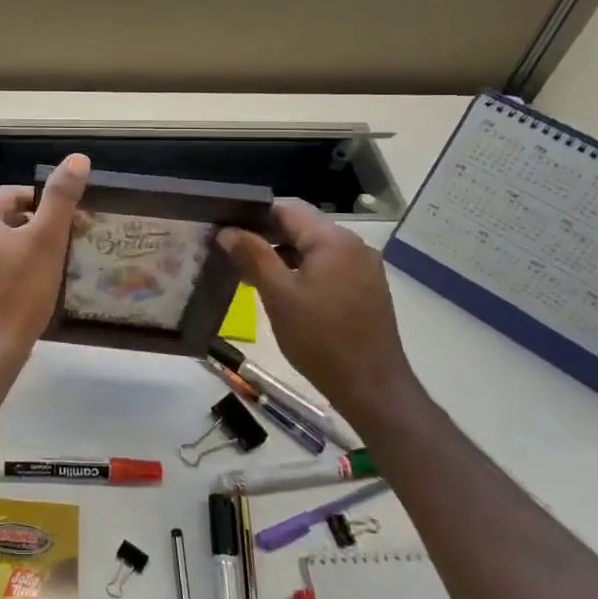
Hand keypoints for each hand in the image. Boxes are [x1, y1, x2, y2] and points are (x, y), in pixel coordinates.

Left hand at [0, 154, 89, 370]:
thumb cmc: (18, 292)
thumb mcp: (47, 240)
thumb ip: (61, 197)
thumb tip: (78, 158)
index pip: (16, 194)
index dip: (46, 206)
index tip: (71, 224)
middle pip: (4, 217)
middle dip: (34, 226)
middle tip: (63, 246)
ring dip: (21, 247)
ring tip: (48, 266)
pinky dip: (6, 266)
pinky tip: (26, 286)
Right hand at [218, 199, 420, 426]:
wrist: (372, 388)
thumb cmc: (321, 339)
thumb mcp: (278, 295)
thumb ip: (252, 256)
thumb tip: (227, 230)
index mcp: (333, 240)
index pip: (286, 210)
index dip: (253, 216)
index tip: (225, 231)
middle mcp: (353, 245)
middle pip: (301, 228)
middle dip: (266, 238)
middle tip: (232, 255)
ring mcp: (363, 268)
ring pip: (313, 249)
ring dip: (282, 256)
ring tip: (250, 276)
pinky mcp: (366, 288)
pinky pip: (327, 267)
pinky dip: (302, 272)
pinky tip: (282, 292)